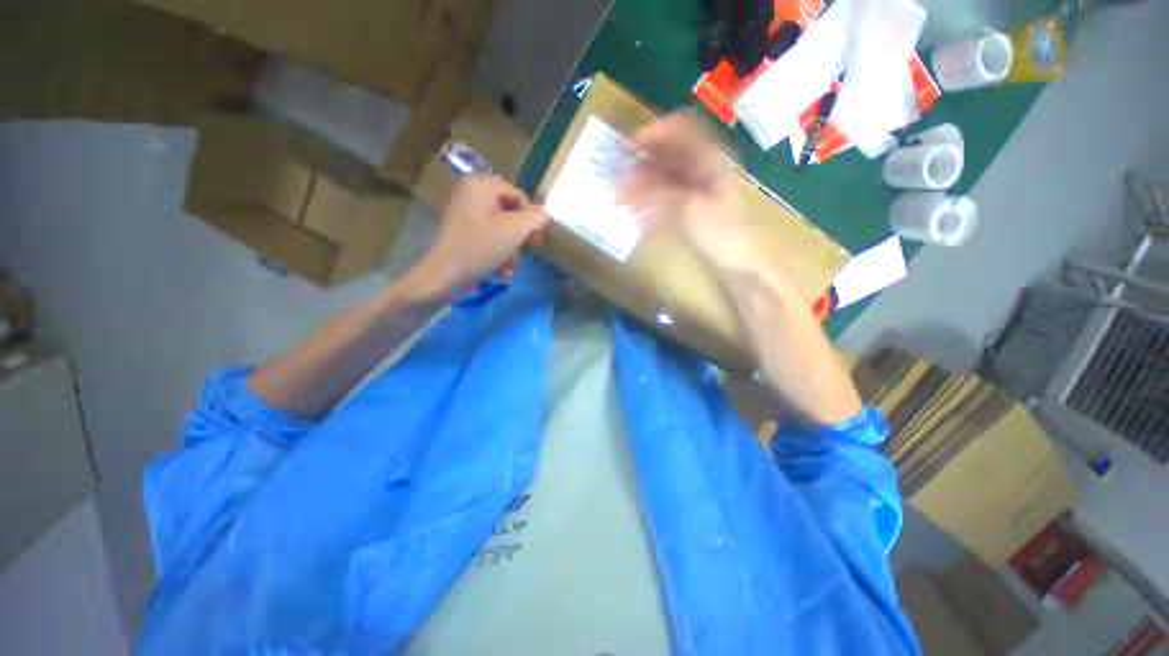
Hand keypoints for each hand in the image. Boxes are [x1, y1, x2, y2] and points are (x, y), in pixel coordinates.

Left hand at [414, 175, 547, 292]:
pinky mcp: (463, 231)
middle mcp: (471, 193)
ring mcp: (465, 212)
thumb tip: (547, 211)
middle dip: (520, 239)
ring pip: (502, 229)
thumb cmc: (481, 247)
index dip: (532, 219)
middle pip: (511, 214)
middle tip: (526, 255)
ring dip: (511, 251)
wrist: (445, 276)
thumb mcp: (514, 231)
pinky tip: (501, 270)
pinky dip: (498, 253)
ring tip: (509, 268)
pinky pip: (489, 237)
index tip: (536, 241)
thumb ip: (535, 218)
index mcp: (481, 184)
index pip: (520, 196)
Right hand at [619, 112, 760, 272]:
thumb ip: (656, 192)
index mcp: (709, 158)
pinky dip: (648, 205)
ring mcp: (694, 189)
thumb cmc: (720, 234)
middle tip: (619, 180)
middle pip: (666, 154)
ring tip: (622, 201)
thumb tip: (625, 182)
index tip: (626, 148)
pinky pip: (664, 199)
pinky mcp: (688, 208)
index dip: (652, 133)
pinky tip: (636, 217)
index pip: (678, 128)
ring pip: (662, 178)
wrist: (737, 264)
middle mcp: (701, 167)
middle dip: (640, 165)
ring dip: (641, 186)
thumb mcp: (688, 209)